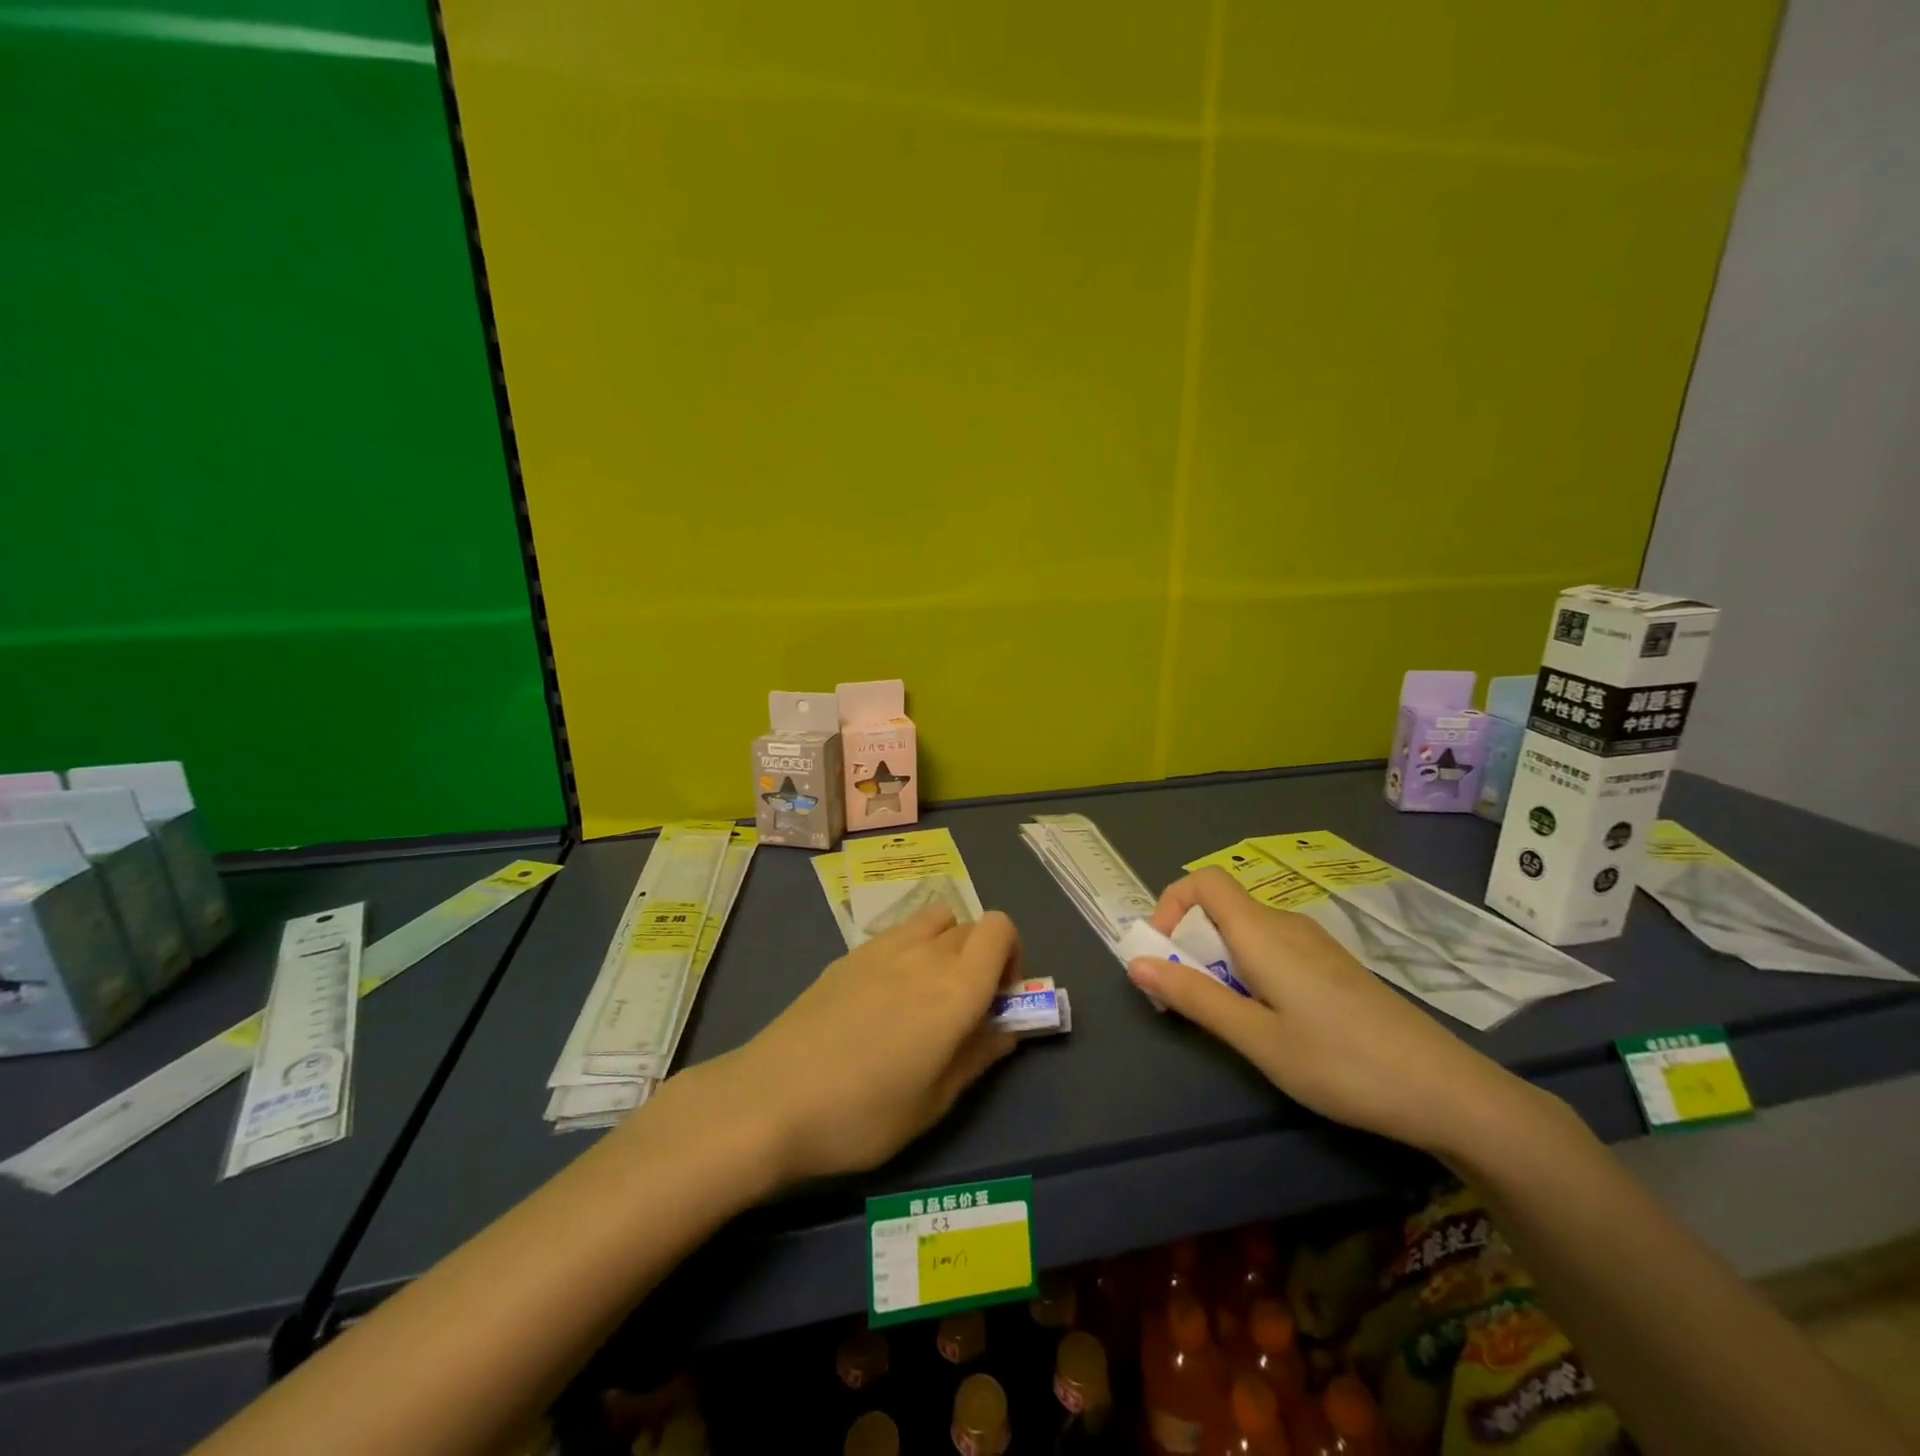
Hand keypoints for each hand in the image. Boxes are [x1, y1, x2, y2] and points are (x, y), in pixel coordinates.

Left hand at [699, 906, 1020, 1185]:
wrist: (771, 1099)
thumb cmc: (864, 1113)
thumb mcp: (935, 1102)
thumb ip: (978, 1055)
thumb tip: (1007, 1029)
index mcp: (956, 987)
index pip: (1000, 927)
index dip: (1012, 954)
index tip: (999, 999)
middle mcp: (924, 953)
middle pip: (971, 925)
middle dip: (981, 956)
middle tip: (963, 1008)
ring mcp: (882, 948)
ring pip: (934, 920)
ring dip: (946, 945)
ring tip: (926, 995)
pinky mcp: (848, 955)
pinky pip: (898, 933)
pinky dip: (910, 950)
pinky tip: (883, 999)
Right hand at [1126, 868, 1538, 1156]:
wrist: (1446, 1091)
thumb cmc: (1341, 1063)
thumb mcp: (1257, 1038)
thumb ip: (1195, 998)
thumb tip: (1135, 963)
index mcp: (1263, 932)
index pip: (1205, 881)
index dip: (1171, 903)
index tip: (1160, 951)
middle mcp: (1287, 925)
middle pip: (1222, 907)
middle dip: (1188, 942)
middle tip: (1185, 998)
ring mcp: (1315, 944)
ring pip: (1247, 931)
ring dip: (1218, 960)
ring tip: (1226, 1015)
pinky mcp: (1333, 967)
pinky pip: (1273, 948)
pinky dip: (1249, 969)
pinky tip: (1269, 1019)